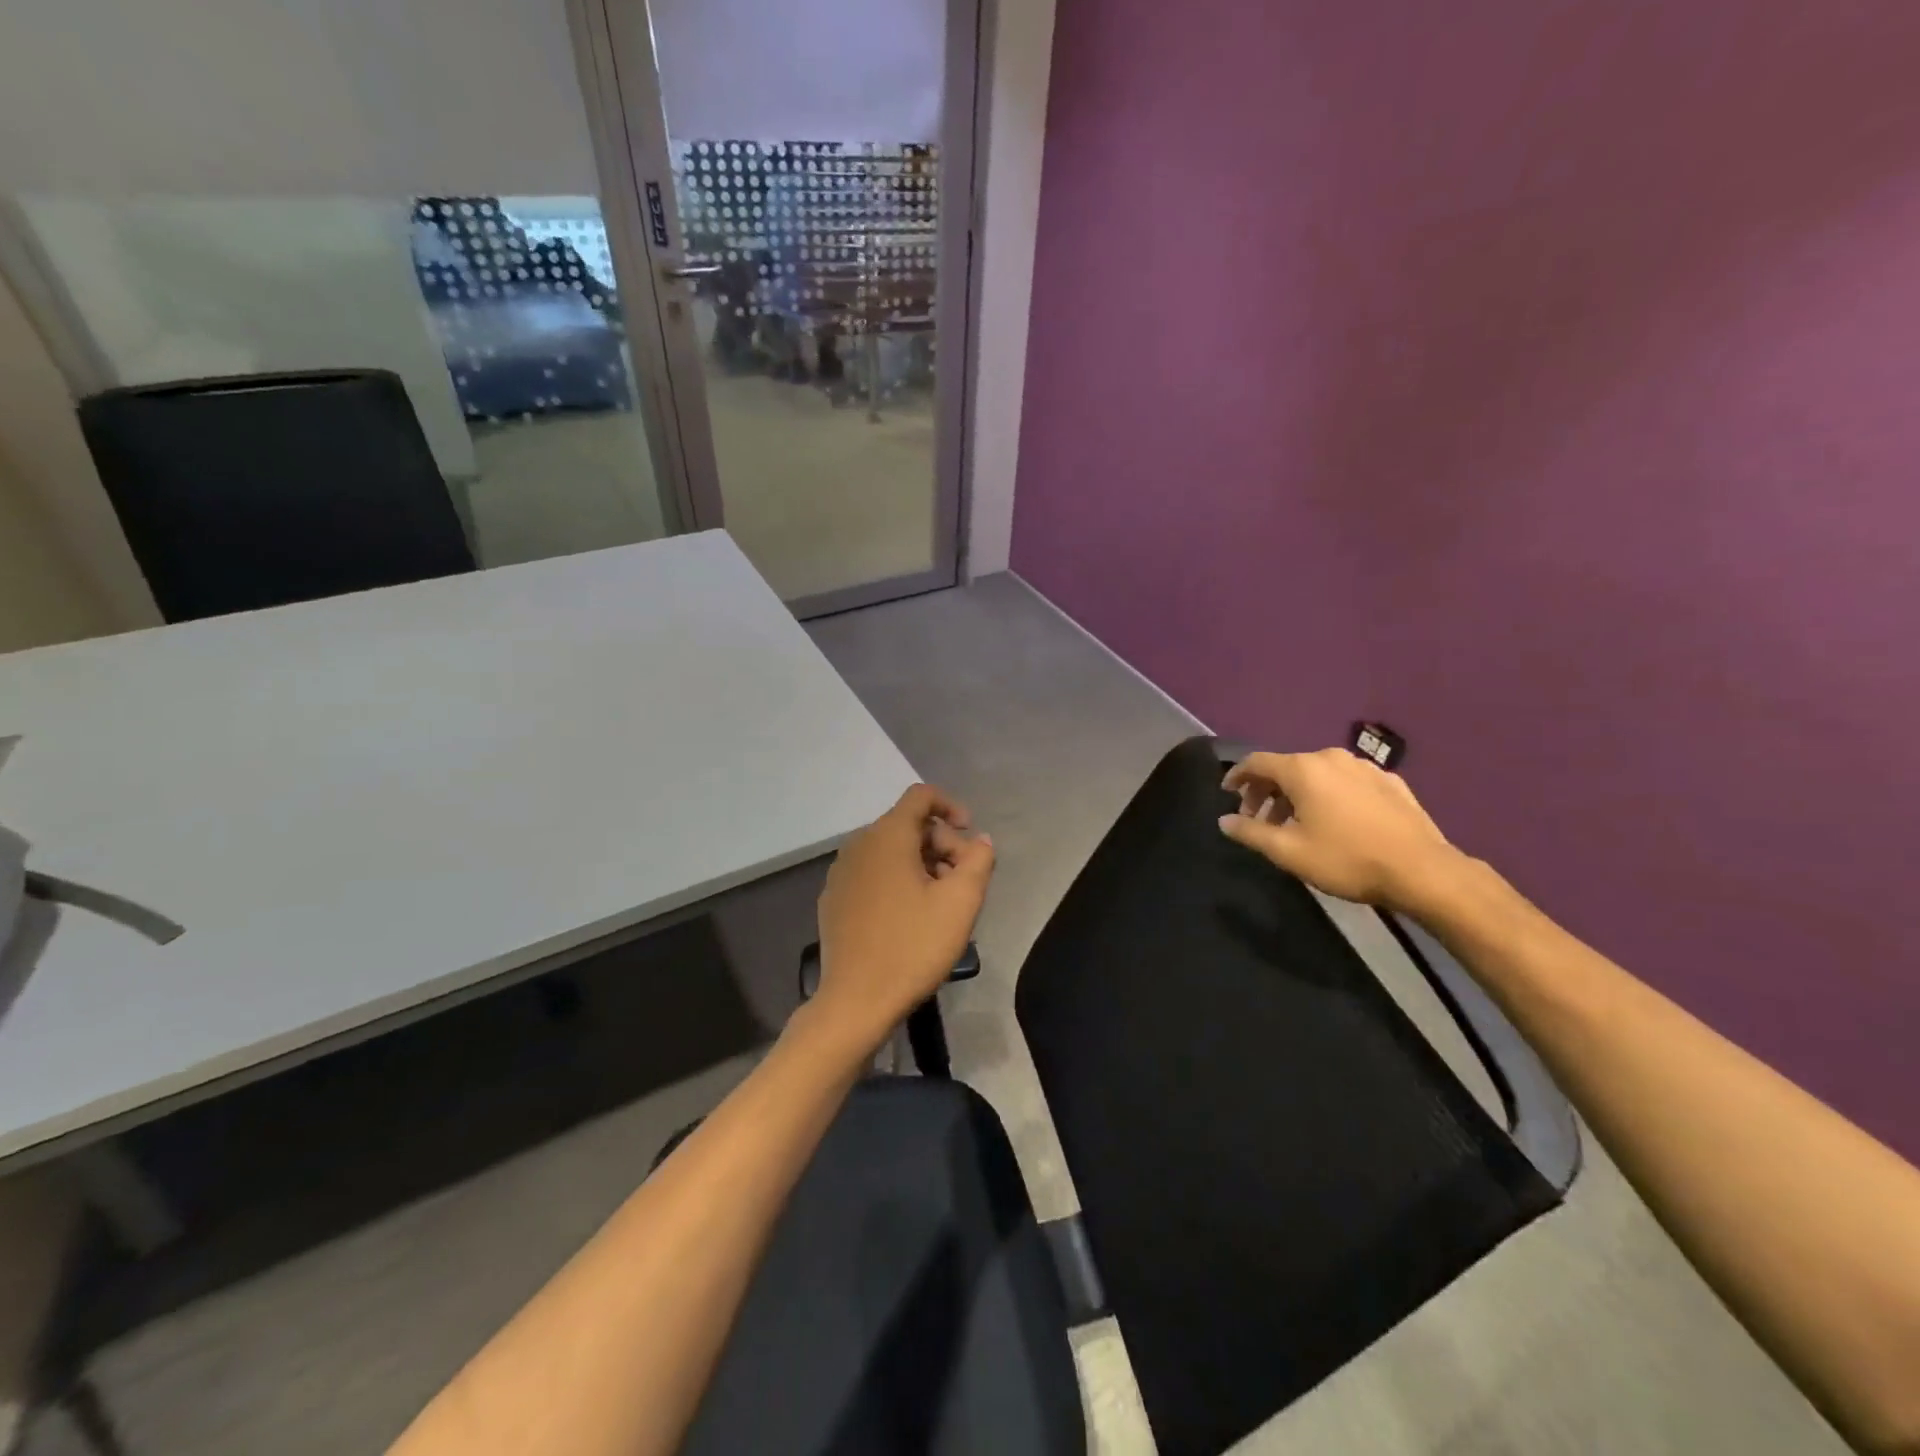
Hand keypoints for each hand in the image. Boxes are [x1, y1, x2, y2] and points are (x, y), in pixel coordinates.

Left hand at [811, 784, 994, 1050]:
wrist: (856, 1001)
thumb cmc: (913, 947)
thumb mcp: (961, 903)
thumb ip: (978, 860)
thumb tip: (980, 840)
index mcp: (887, 836)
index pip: (921, 796)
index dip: (951, 806)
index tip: (970, 836)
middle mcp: (859, 844)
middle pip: (908, 825)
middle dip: (942, 844)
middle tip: (963, 882)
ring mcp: (841, 872)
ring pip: (890, 851)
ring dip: (922, 864)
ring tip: (941, 903)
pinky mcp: (834, 899)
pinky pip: (873, 873)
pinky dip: (897, 880)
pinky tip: (910, 917)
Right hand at [1219, 748, 1464, 910]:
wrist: (1423, 871)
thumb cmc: (1347, 859)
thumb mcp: (1288, 852)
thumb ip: (1250, 833)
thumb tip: (1224, 820)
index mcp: (1303, 769)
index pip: (1257, 762)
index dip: (1237, 776)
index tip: (1227, 793)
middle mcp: (1331, 758)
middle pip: (1287, 767)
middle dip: (1267, 790)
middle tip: (1258, 818)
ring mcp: (1365, 768)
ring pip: (1318, 774)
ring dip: (1298, 794)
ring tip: (1295, 823)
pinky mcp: (1390, 782)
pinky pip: (1346, 782)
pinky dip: (1330, 795)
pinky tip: (1335, 821)